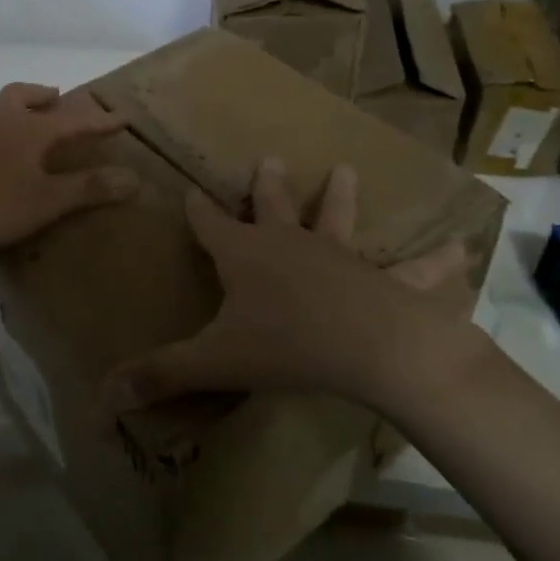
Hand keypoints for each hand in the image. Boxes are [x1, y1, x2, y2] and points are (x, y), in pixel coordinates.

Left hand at [0, 83, 136, 258]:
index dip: (98, 120)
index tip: (121, 118)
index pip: (72, 120)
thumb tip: (133, 178)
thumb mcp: (48, 201)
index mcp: (26, 131)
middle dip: (40, 95)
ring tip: (2, 132)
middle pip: (19, 95)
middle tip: (53, 99)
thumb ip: (89, 188)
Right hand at [100, 158, 494, 412]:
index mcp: (246, 256)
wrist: (370, 348)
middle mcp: (290, 245)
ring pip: (338, 219)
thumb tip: (99, 400)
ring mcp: (340, 256)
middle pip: (272, 208)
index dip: (197, 211)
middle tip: (269, 160)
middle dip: (266, 186)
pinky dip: (434, 264)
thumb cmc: (286, 345)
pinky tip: (460, 252)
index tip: (189, 191)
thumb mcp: (215, 362)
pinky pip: (410, 271)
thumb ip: (159, 376)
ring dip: (341, 196)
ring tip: (346, 169)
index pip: (210, 226)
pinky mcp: (382, 280)